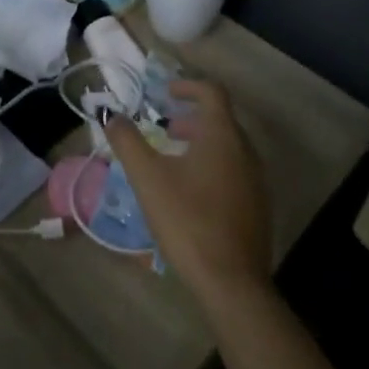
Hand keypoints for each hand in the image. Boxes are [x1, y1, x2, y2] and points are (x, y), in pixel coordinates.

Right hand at [108, 78, 270, 302]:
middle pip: (221, 120)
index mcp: (222, 135)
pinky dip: (213, 167)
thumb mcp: (147, 177)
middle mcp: (245, 151)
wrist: (232, 283)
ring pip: (228, 148)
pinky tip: (192, 194)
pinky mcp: (258, 209)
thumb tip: (109, 113)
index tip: (166, 92)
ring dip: (201, 144)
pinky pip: (235, 172)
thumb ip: (127, 140)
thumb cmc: (188, 219)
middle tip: (166, 129)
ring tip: (174, 161)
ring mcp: (256, 182)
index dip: (188, 85)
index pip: (211, 91)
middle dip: (192, 118)